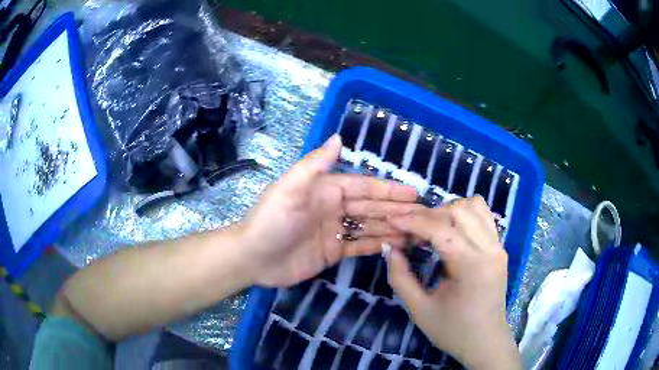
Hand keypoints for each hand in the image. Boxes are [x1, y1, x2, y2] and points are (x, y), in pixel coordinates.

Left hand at [239, 134, 417, 286]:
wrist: (253, 258)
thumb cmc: (271, 221)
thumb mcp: (289, 189)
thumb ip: (315, 165)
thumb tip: (338, 138)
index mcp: (326, 190)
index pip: (364, 187)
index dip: (389, 190)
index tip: (413, 193)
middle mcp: (334, 208)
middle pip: (371, 207)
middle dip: (396, 210)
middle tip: (423, 215)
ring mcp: (335, 231)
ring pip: (370, 226)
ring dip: (392, 228)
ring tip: (416, 232)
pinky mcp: (334, 252)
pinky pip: (361, 246)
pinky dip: (378, 245)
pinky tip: (396, 246)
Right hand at [385, 197, 520, 369]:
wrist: (485, 342)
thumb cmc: (453, 331)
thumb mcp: (419, 310)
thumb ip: (400, 277)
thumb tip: (389, 247)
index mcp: (471, 266)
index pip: (440, 228)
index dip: (413, 221)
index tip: (392, 220)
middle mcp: (490, 249)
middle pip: (459, 210)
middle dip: (430, 215)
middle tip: (412, 233)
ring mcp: (498, 246)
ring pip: (474, 206)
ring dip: (449, 211)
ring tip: (432, 230)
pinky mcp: (500, 248)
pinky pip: (484, 216)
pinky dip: (465, 215)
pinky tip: (452, 232)